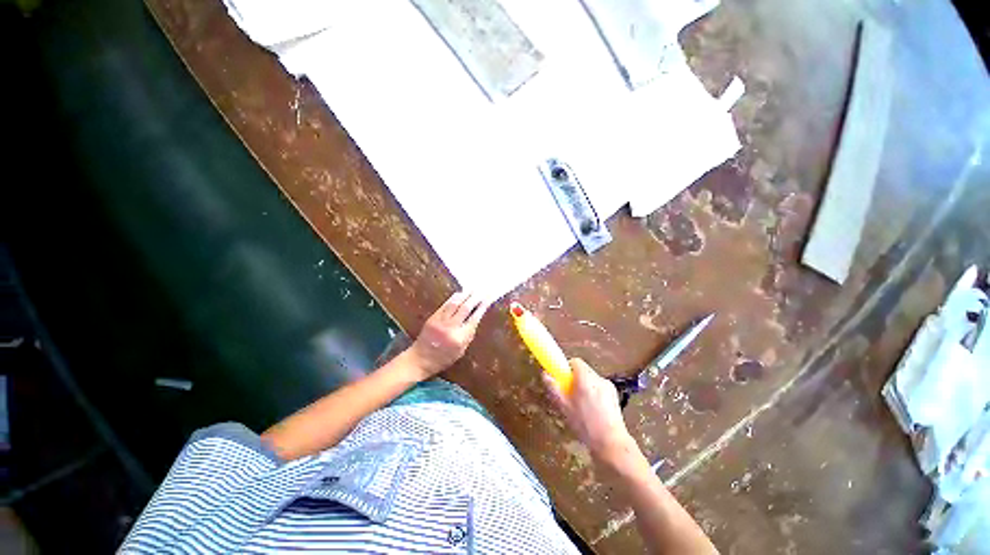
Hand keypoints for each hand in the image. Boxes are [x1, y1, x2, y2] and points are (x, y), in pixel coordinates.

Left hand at [407, 291, 490, 378]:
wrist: (420, 359)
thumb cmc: (443, 359)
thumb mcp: (461, 351)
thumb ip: (468, 335)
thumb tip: (476, 318)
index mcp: (460, 338)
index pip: (474, 319)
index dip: (482, 307)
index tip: (488, 300)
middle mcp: (451, 328)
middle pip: (465, 308)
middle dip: (475, 298)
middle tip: (482, 291)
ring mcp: (440, 321)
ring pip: (455, 304)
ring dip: (465, 295)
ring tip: (473, 289)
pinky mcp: (433, 317)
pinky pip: (445, 305)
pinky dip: (454, 298)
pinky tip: (460, 293)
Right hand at [544, 358, 640, 469]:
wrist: (611, 444)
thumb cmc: (585, 425)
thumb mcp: (564, 407)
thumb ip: (553, 388)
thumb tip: (545, 374)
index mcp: (586, 378)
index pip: (575, 361)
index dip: (566, 369)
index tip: (562, 381)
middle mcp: (599, 378)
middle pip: (583, 371)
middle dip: (575, 380)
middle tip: (569, 396)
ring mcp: (609, 387)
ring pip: (592, 380)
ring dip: (585, 387)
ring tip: (581, 407)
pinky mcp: (615, 396)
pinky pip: (600, 389)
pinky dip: (594, 394)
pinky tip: (593, 412)